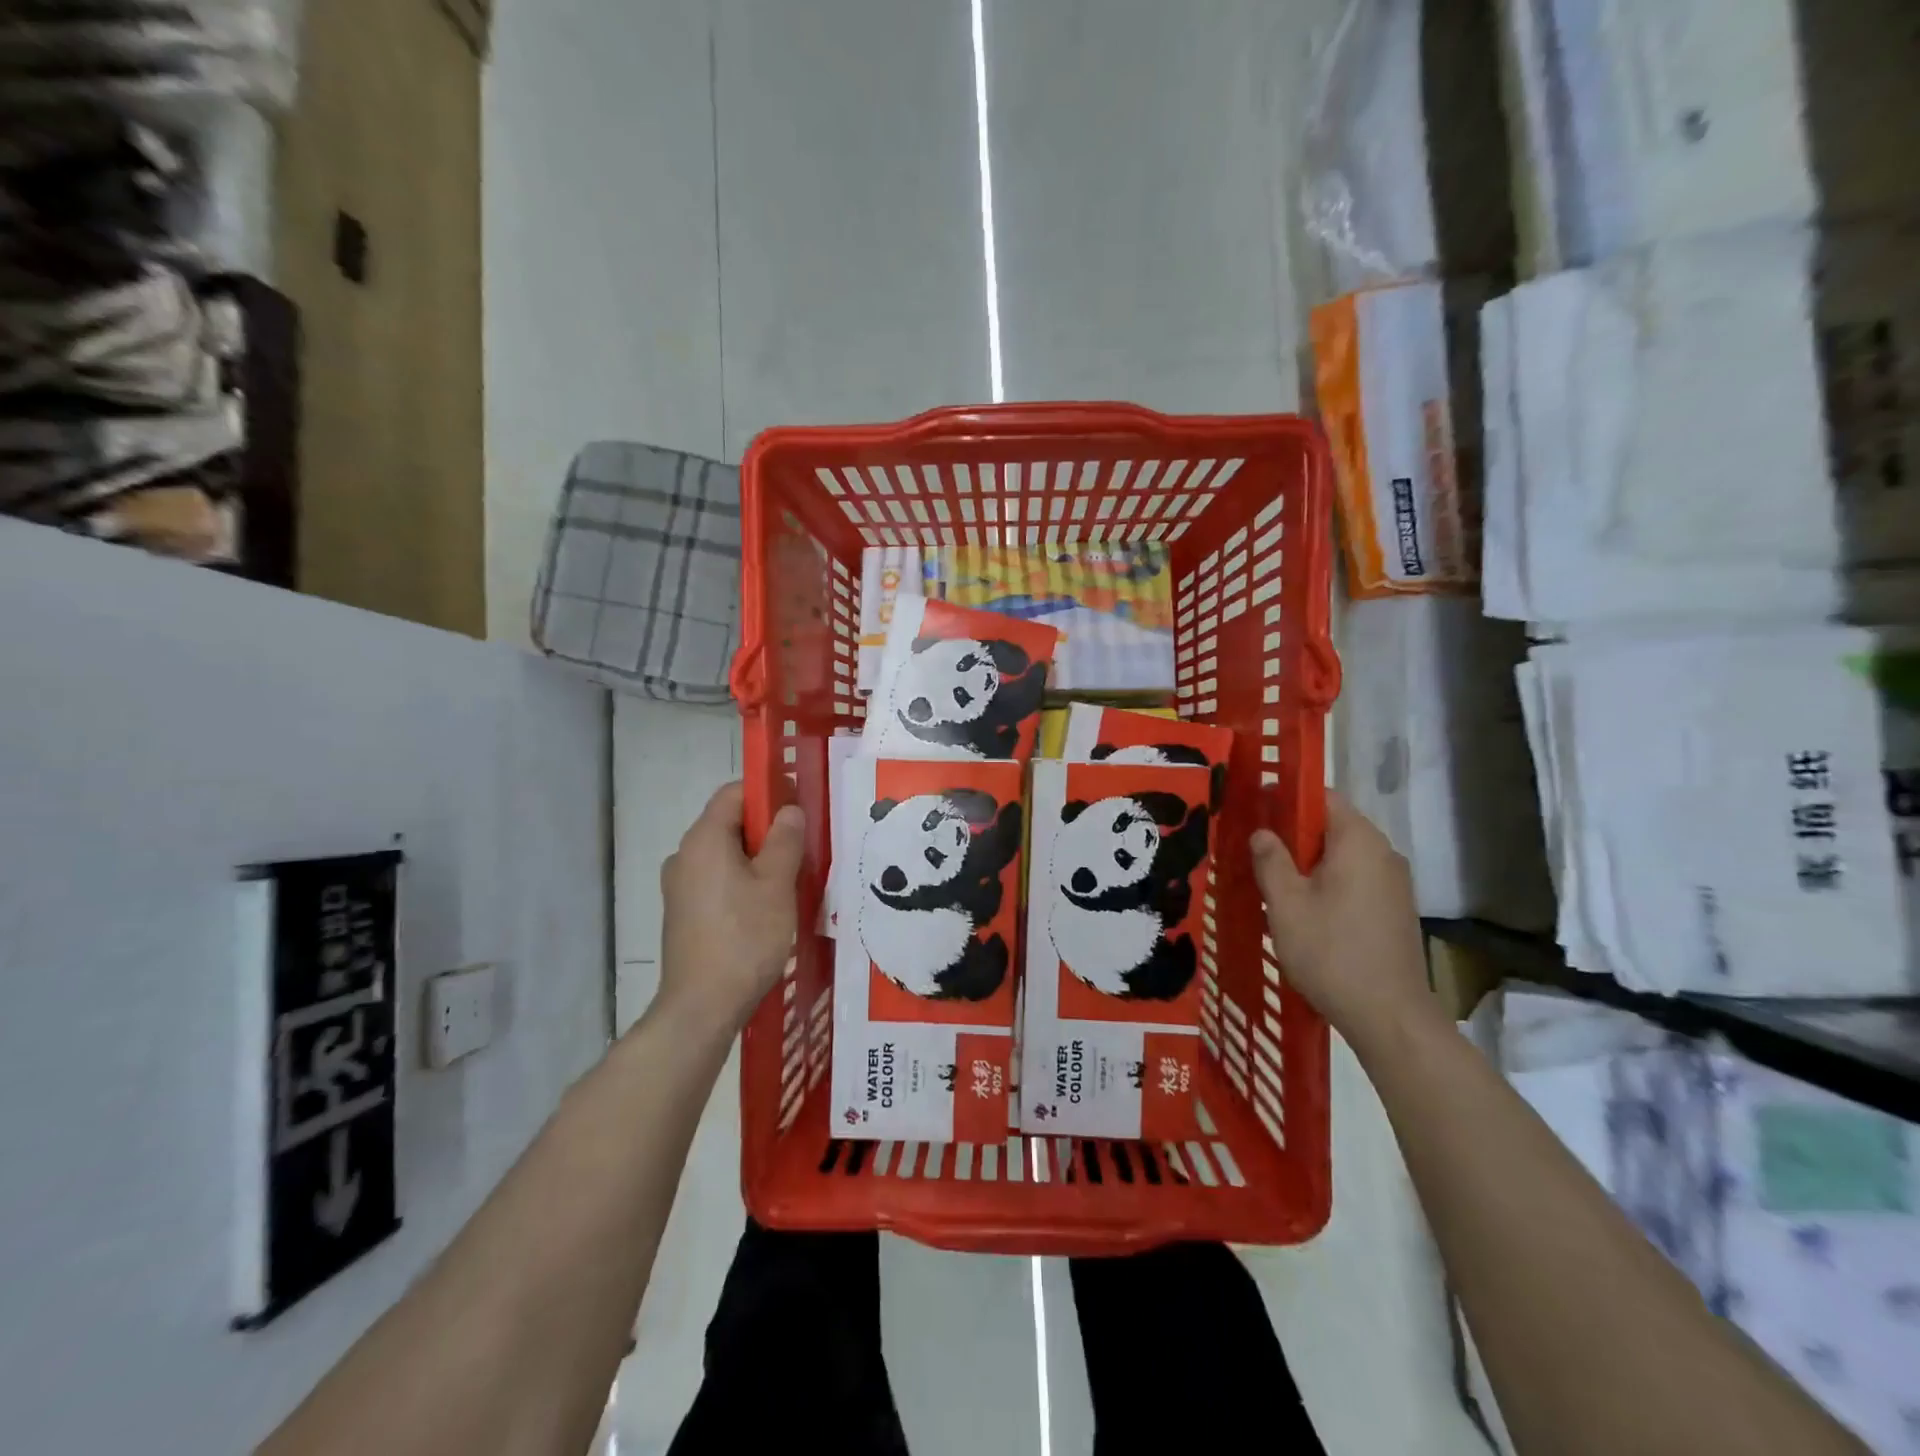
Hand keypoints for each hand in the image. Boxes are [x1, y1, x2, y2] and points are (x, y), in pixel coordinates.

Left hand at [659, 782, 805, 1033]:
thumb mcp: (777, 883)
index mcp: (704, 839)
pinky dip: (742, 882)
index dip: (768, 792)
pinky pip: (717, 880)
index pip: (734, 793)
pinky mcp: (683, 913)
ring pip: (725, 855)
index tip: (799, 808)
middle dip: (767, 830)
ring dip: (757, 859)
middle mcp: (685, 855)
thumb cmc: (745, 937)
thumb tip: (789, 810)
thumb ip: (785, 840)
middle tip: (803, 848)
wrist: (702, 1006)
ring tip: (791, 881)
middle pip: (730, 823)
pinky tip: (766, 908)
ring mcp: (680, 886)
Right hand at [1249, 792, 1435, 1052]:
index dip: (1285, 798)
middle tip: (1255, 851)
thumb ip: (1271, 860)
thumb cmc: (1331, 952)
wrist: (1389, 1017)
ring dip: (1308, 861)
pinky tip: (1304, 908)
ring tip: (1272, 882)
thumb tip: (1262, 832)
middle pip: (1332, 825)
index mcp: (1358, 841)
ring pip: (1342, 855)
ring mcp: (1394, 882)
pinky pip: (1355, 878)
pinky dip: (1327, 882)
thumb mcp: (1286, 904)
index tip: (1254, 811)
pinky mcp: (1395, 908)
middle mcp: (1383, 853)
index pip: (1322, 796)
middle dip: (1293, 833)